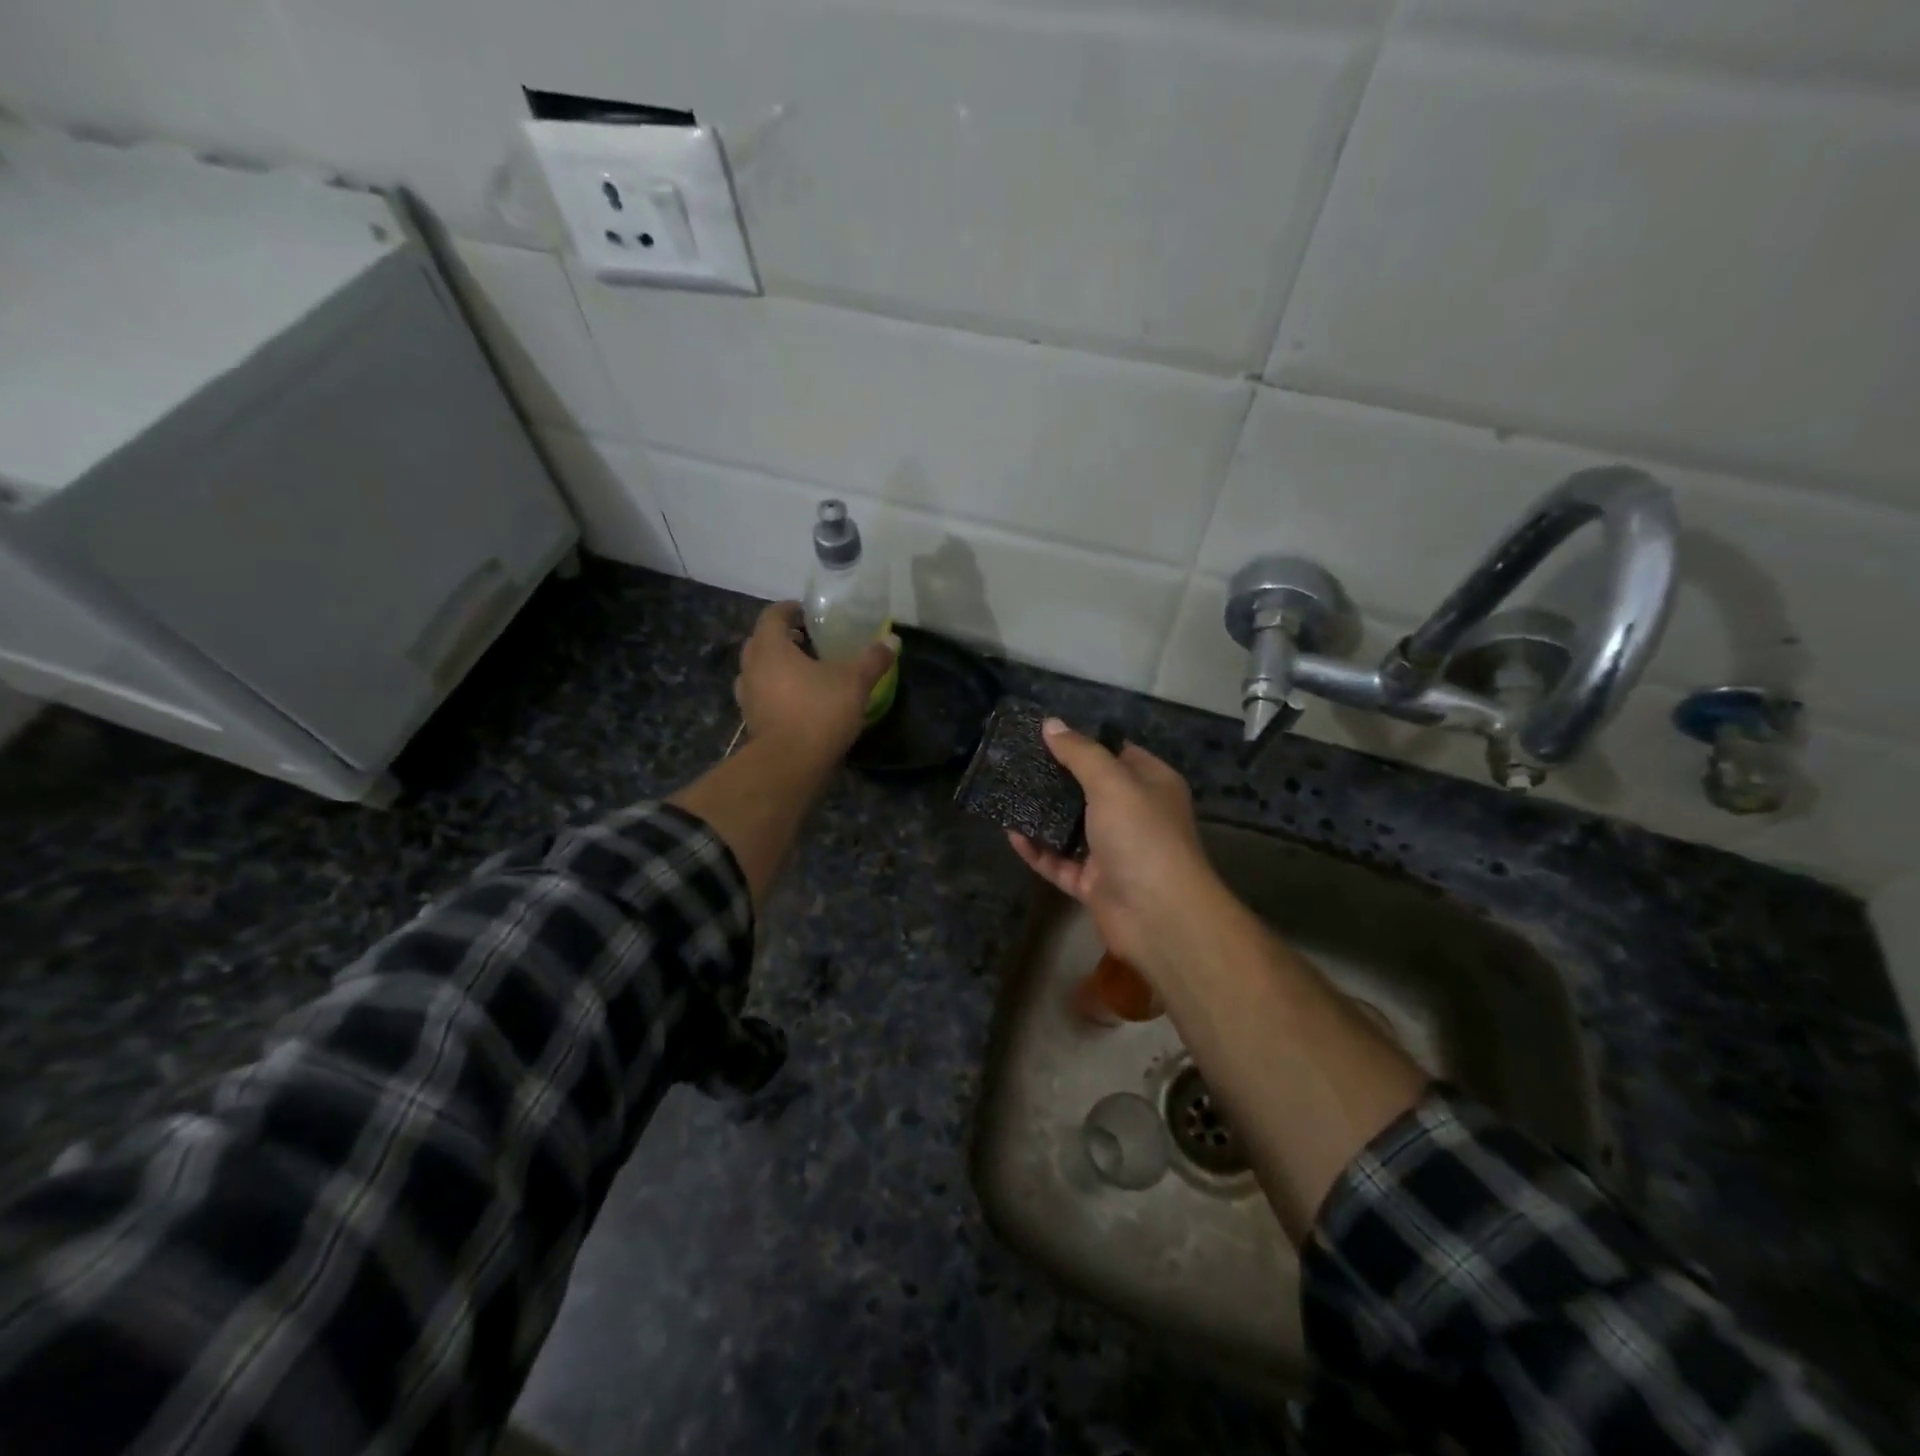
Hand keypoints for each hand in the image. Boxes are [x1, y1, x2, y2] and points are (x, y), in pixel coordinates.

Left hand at [735, 602, 895, 759]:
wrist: (791, 763)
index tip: (806, 611)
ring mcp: (747, 696)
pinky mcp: (752, 721)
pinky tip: (797, 699)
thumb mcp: (854, 681)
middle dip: (781, 637)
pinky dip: (774, 690)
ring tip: (801, 669)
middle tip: (806, 639)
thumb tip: (892, 639)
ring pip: (757, 670)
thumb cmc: (819, 711)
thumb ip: (873, 659)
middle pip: (760, 641)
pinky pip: (760, 695)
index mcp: (770, 648)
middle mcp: (751, 667)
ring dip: (774, 665)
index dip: (789, 609)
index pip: (773, 616)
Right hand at [1008, 719, 1222, 984]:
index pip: (1116, 753)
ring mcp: (1112, 851)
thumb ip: (1080, 753)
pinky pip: (1059, 861)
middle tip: (1015, 761)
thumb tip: (1050, 724)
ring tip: (1006, 792)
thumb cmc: (1141, 835)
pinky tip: (1010, 833)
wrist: (1157, 915)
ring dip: (1041, 814)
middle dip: (1054, 777)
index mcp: (1151, 784)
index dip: (1083, 741)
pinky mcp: (1092, 882)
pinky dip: (1037, 850)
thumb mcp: (1112, 783)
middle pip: (1088, 789)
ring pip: (1070, 827)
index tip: (1045, 732)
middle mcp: (1134, 814)